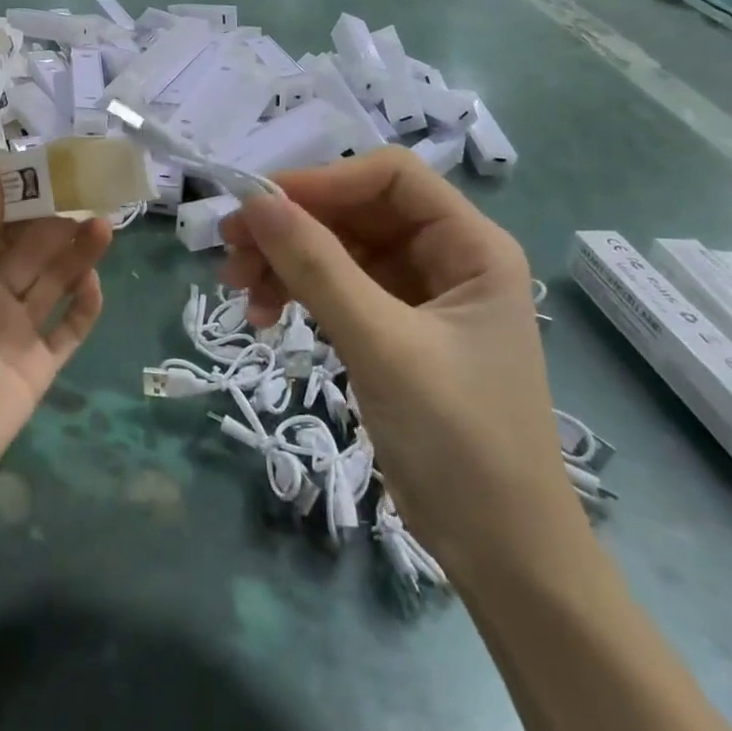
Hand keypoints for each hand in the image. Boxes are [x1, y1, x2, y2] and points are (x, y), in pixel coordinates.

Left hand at [0, 161, 112, 553]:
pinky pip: (67, 331)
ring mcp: (15, 333)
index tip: (56, 168)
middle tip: (94, 194)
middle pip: (32, 252)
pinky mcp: (38, 369)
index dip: (26, 199)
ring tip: (104, 225)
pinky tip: (95, 282)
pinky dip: (84, 307)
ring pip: (54, 284)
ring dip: (77, 256)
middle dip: (59, 224)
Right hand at [220, 148, 580, 576]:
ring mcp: (418, 295)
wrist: (501, 553)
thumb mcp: (382, 345)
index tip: (261, 205)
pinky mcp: (393, 329)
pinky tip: (263, 316)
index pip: (390, 177)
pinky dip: (297, 293)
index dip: (324, 181)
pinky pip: (336, 288)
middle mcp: (447, 257)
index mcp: (471, 245)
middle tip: (230, 248)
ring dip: (286, 261)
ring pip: (338, 249)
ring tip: (238, 289)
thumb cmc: (459, 440)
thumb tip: (256, 200)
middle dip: (293, 226)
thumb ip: (318, 267)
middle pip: (357, 211)